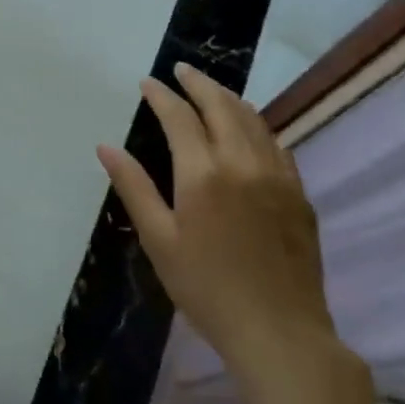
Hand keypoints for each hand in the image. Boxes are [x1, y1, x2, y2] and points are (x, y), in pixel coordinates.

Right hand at [97, 63, 339, 400]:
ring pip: (252, 119)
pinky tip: (248, 129)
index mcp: (203, 173)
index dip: (161, 96)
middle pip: (221, 105)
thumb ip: (134, 187)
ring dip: (228, 98)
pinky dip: (256, 124)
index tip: (147, 82)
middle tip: (181, 70)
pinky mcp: (298, 193)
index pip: (179, 117)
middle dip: (198, 83)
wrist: (280, 333)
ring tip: (211, 90)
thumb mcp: (159, 240)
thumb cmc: (207, 289)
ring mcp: (277, 175)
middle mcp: (242, 162)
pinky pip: (275, 142)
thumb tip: (106, 147)